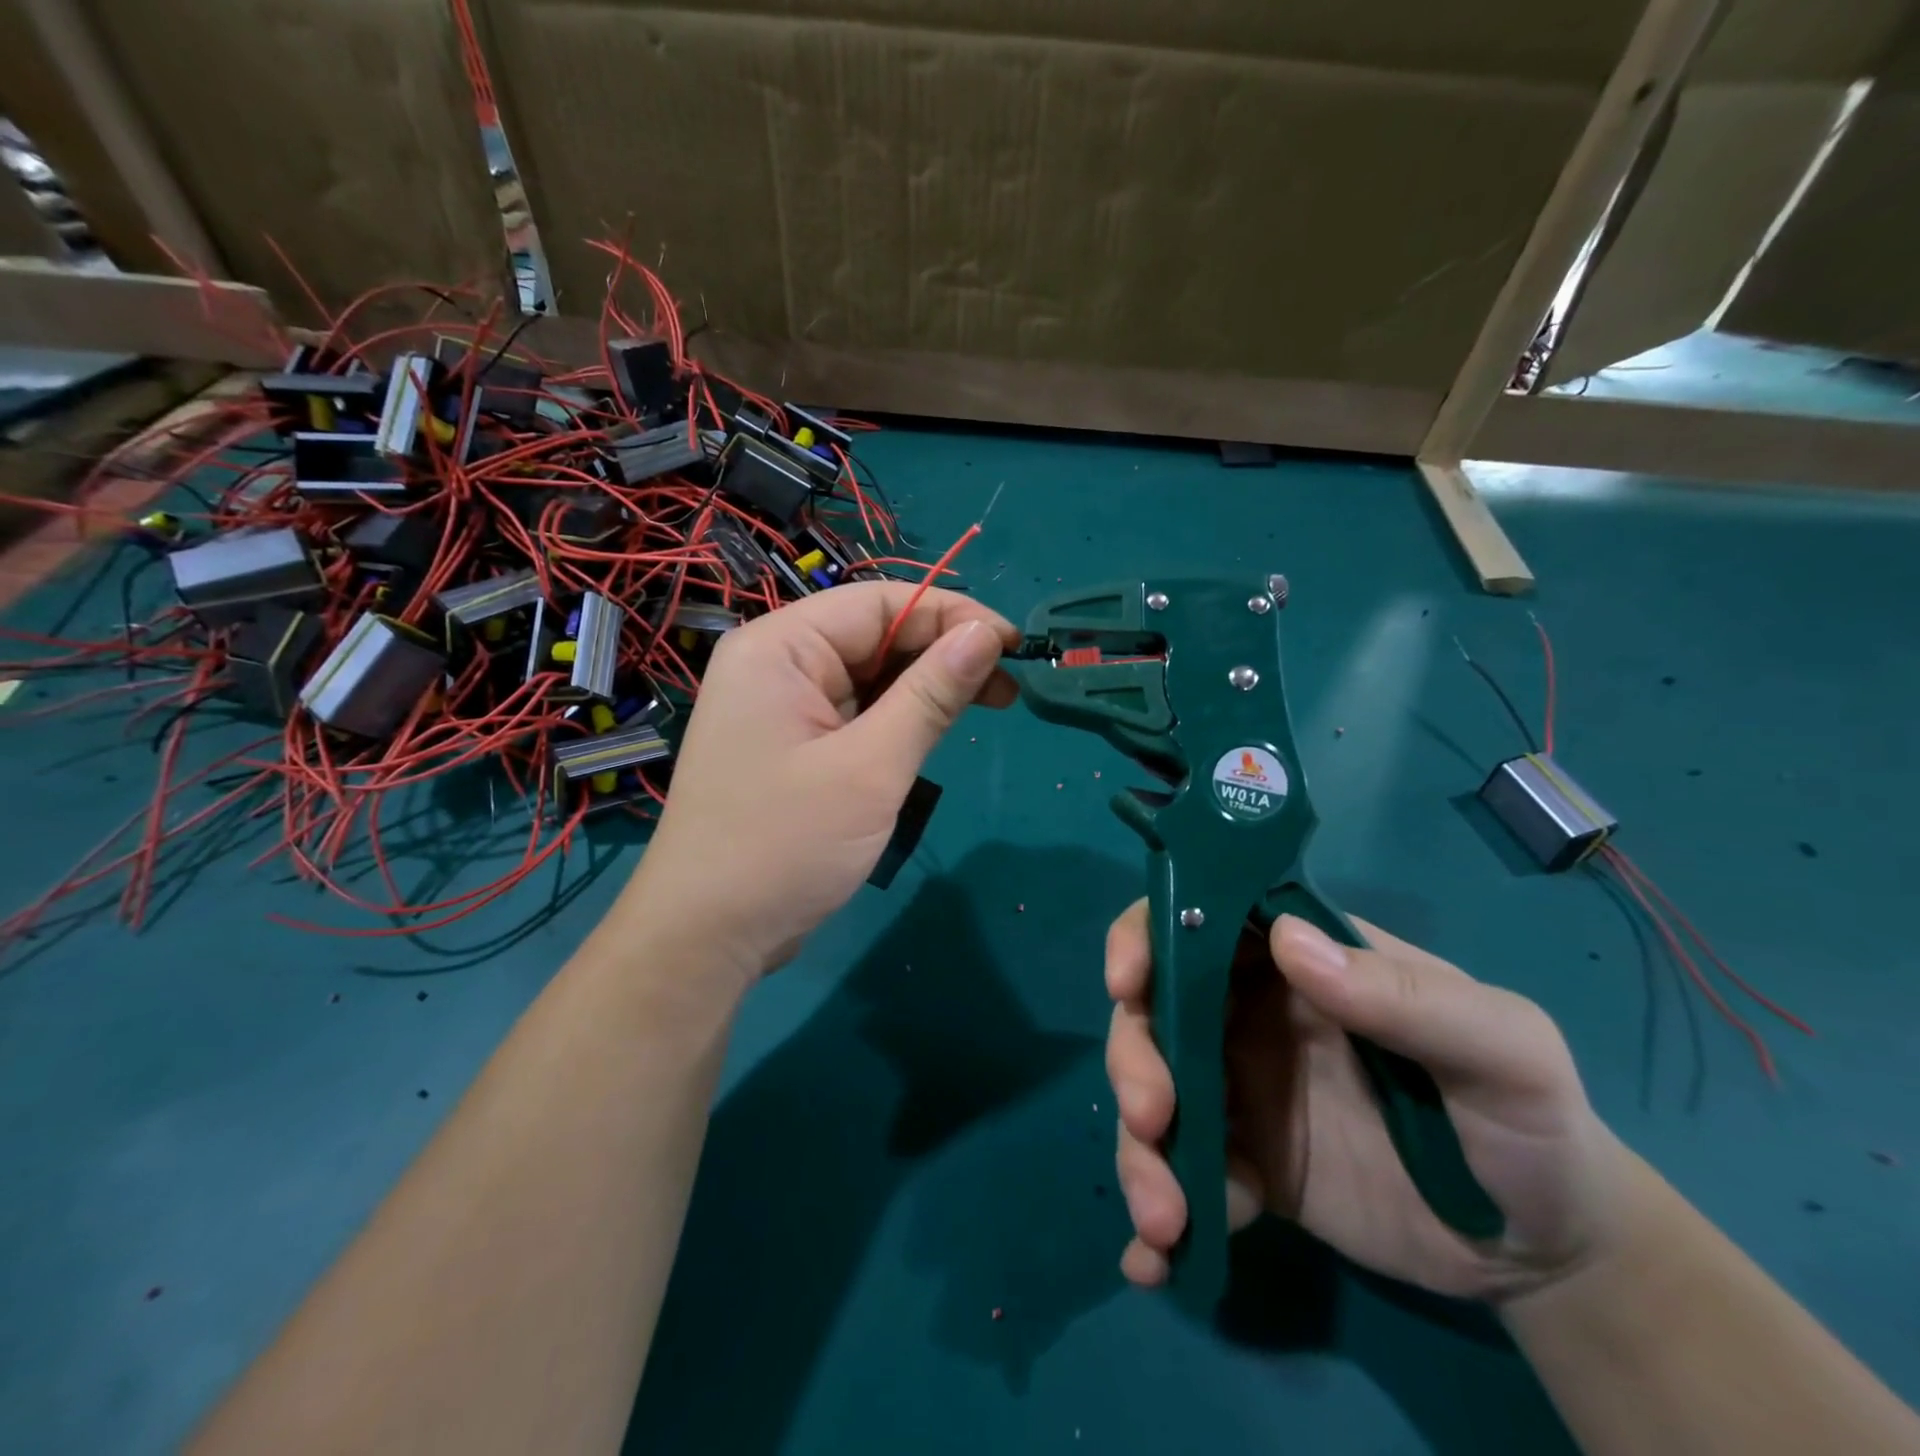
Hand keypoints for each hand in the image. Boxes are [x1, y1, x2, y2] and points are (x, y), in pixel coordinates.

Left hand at [621, 583, 1017, 984]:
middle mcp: (776, 664)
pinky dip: (898, 718)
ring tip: (989, 705)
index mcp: (780, 647)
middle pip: (874, 635)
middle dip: (943, 653)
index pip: (879, 602)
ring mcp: (782, 707)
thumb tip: (986, 634)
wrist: (707, 936)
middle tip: (1008, 686)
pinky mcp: (794, 746)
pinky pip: (855, 713)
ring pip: (869, 676)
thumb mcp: (871, 766)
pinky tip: (936, 730)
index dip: (951, 613)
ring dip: (926, 687)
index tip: (1013, 643)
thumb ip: (931, 693)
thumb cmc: (785, 844)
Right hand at [1104, 905, 1638, 1302]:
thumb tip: (1289, 942)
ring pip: (1155, 1094)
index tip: (1127, 982)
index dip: (1146, 936)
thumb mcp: (1500, 1046)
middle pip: (1155, 1011)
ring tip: (1164, 1218)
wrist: (1546, 1250)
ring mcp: (1240, 1090)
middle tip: (1152, 1118)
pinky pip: (1182, 1176)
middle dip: (1134, 1058)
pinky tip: (1155, 1262)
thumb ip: (1404, 995)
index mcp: (1298, 963)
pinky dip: (1157, 1215)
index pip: (1199, 919)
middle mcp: (1250, 1013)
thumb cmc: (1528, 1119)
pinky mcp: (1244, 1164)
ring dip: (1139, 1150)